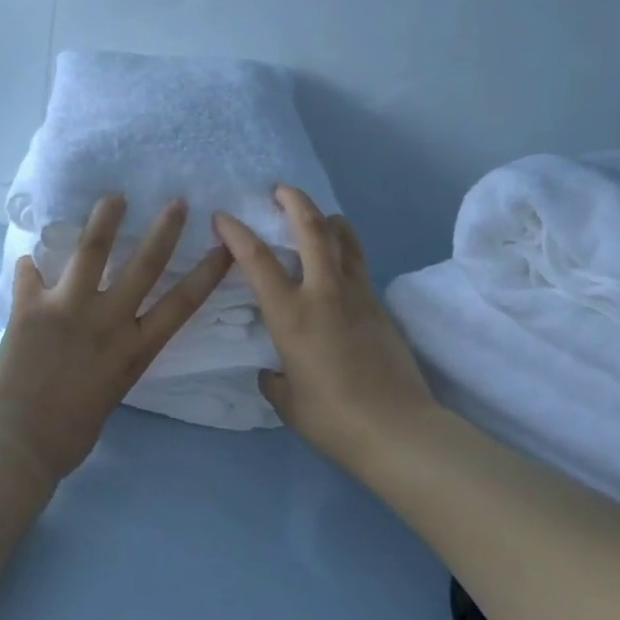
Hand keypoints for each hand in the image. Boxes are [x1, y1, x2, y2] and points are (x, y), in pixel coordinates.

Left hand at [0, 195, 233, 485]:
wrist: (21, 444)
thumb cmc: (72, 432)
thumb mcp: (111, 391)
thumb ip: (113, 357)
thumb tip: (102, 338)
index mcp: (134, 349)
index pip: (181, 304)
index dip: (207, 273)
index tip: (226, 247)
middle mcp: (108, 321)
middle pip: (144, 265)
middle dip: (164, 230)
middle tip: (176, 202)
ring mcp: (69, 309)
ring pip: (91, 251)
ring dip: (104, 220)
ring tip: (113, 197)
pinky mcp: (31, 308)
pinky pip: (30, 275)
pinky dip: (30, 266)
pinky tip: (29, 257)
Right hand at [213, 187, 438, 467]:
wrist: (397, 429)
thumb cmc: (332, 418)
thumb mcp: (287, 401)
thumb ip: (274, 378)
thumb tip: (274, 370)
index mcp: (291, 314)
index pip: (256, 260)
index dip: (236, 232)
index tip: (222, 217)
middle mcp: (324, 293)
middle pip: (312, 228)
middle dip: (294, 201)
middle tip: (279, 190)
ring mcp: (358, 295)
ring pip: (345, 237)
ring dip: (326, 218)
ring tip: (314, 217)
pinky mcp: (380, 306)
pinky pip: (358, 263)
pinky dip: (344, 249)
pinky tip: (336, 263)